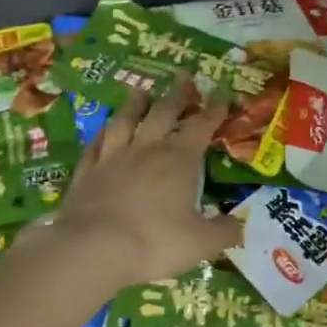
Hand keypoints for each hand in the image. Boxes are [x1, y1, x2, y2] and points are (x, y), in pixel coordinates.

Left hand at [50, 79, 238, 288]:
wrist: (93, 249)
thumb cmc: (154, 242)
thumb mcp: (200, 243)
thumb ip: (223, 231)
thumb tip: (240, 225)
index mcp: (179, 159)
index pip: (201, 126)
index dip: (214, 109)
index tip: (222, 94)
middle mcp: (146, 149)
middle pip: (163, 113)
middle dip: (177, 95)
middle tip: (184, 77)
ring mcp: (112, 158)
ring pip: (125, 121)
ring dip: (135, 105)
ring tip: (141, 92)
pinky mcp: (86, 173)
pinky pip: (95, 145)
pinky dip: (101, 134)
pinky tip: (102, 130)